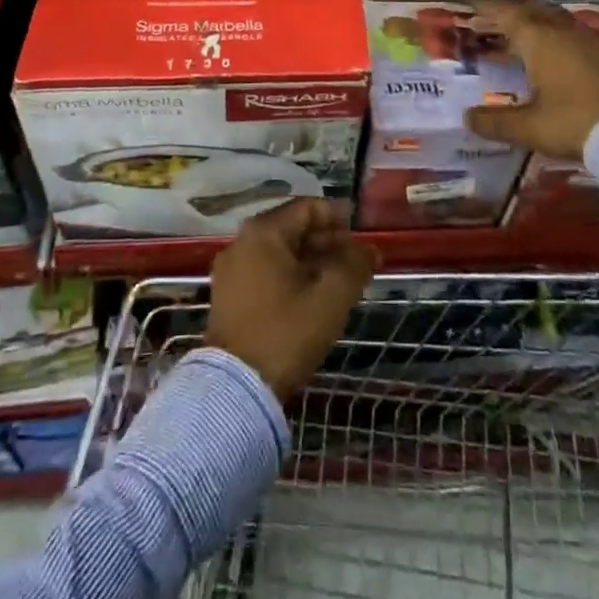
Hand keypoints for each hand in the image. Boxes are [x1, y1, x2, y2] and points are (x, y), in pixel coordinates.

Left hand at [206, 198, 377, 400]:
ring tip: (340, 280)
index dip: (337, 216)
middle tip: (355, 260)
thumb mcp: (330, 298)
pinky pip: (266, 272)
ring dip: (311, 261)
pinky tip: (313, 297)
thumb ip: (354, 266)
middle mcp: (241, 243)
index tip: (361, 232)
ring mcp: (231, 271)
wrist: (235, 390)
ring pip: (279, 253)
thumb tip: (369, 249)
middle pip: (292, 228)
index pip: (306, 208)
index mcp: (263, 233)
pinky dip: (291, 276)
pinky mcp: (228, 297)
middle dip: (326, 241)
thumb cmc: (286, 332)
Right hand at [465, 0, 598, 160]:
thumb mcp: (531, 127)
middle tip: (493, 19)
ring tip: (523, 34)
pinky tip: (557, 55)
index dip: (487, 8)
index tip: (471, 4)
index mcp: (539, 40)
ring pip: (556, 20)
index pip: (507, 14)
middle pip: (533, 11)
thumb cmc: (576, 122)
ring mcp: (590, 41)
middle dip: (511, 11)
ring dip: (536, 22)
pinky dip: (556, 37)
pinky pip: (573, 34)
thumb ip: (497, 122)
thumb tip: (467, 118)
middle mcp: (563, 32)